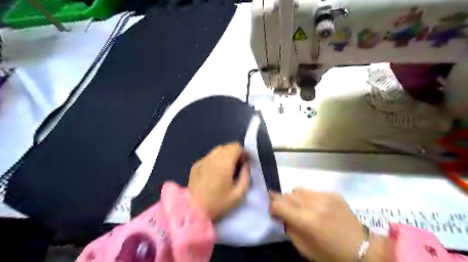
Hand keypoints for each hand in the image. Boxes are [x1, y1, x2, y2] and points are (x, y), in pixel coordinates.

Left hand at [187, 143, 249, 221]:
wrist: (193, 211)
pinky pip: (209, 157)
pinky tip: (214, 173)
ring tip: (225, 170)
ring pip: (217, 151)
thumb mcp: (239, 194)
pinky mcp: (196, 165)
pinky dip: (215, 160)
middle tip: (236, 168)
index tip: (244, 164)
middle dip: (234, 154)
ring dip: (225, 156)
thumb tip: (246, 164)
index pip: (236, 147)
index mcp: (224, 163)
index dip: (243, 153)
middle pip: (227, 147)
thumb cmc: (218, 204)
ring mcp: (202, 161)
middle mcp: (212, 158)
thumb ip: (246, 176)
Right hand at [269, 188, 391, 261]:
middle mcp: (314, 204)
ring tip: (301, 208)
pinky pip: (312, 191)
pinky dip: (308, 198)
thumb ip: (289, 228)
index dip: (272, 207)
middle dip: (282, 202)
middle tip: (285, 211)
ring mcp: (325, 196)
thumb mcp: (304, 248)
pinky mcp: (333, 193)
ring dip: (295, 198)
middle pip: (287, 195)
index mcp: (306, 220)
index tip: (273, 213)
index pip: (279, 204)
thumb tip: (281, 214)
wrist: (363, 249)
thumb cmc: (330, 254)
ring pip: (298, 189)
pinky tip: (316, 207)